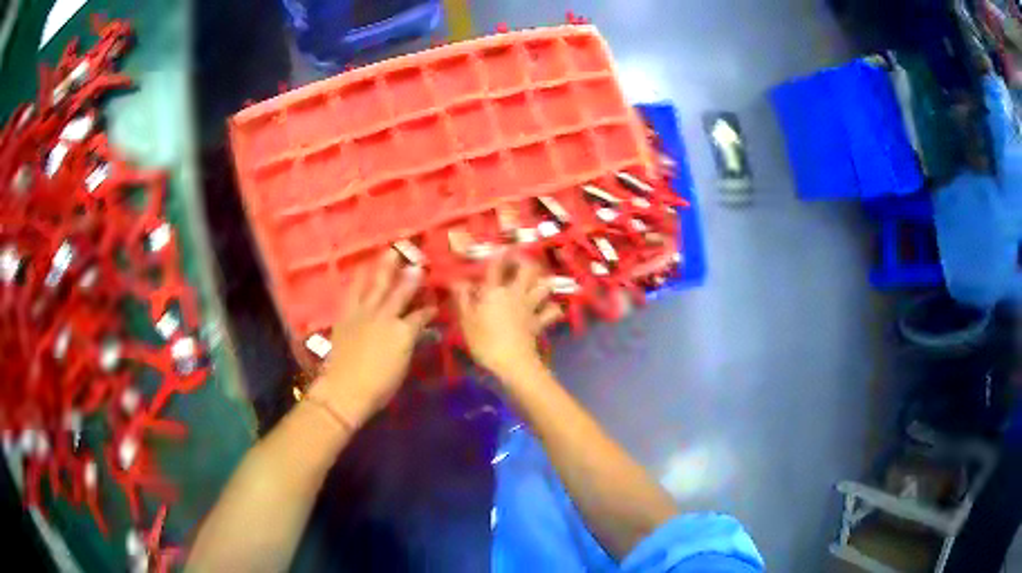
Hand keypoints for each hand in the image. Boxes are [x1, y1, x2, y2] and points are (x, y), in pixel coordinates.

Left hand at [311, 252, 433, 425]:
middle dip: (410, 276)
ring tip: (390, 252)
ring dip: (384, 268)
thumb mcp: (403, 365)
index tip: (434, 303)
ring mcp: (364, 313)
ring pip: (376, 285)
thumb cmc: (380, 386)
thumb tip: (416, 330)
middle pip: (400, 292)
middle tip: (416, 260)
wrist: (345, 388)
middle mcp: (385, 316)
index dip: (429, 309)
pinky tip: (362, 270)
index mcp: (403, 332)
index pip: (421, 316)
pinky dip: (359, 280)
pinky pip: (354, 292)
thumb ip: (410, 342)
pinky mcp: (346, 315)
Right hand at [453, 255, 561, 382]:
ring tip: (536, 282)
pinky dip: (553, 308)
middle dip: (526, 261)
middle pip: (528, 269)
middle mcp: (515, 294)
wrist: (512, 364)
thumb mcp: (466, 321)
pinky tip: (550, 308)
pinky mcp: (540, 323)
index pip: (496, 266)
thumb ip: (463, 298)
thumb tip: (458, 280)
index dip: (499, 254)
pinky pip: (552, 311)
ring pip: (544, 286)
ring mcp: (530, 308)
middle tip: (521, 260)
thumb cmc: (484, 342)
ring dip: (542, 282)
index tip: (502, 247)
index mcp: (494, 291)